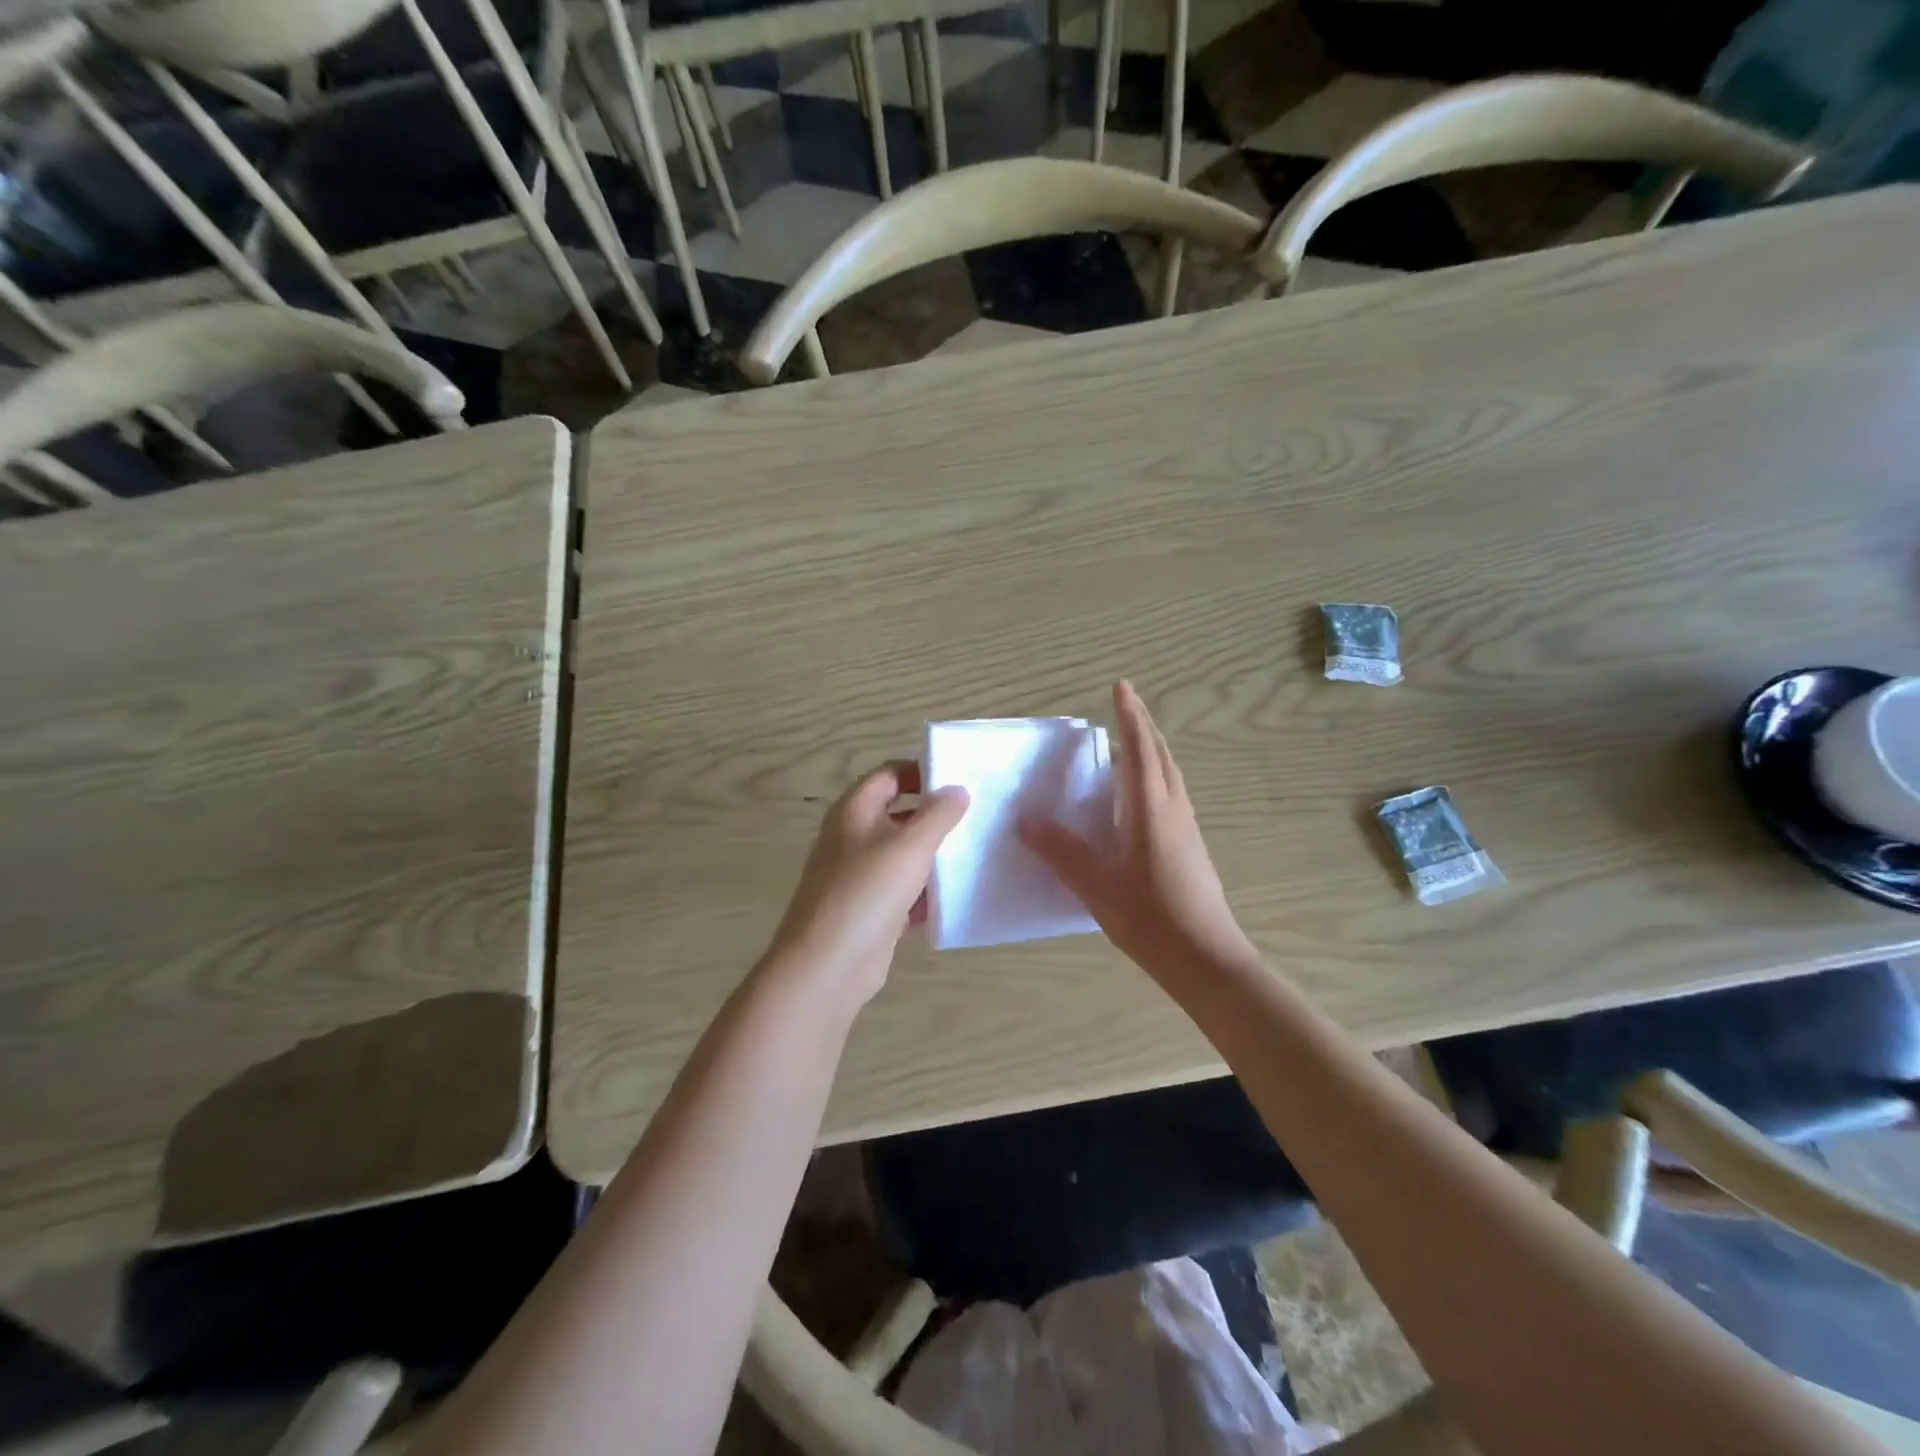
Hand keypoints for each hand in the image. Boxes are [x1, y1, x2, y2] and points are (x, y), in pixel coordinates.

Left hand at [761, 762, 968, 1008]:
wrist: (829, 965)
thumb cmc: (868, 892)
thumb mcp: (911, 845)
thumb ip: (938, 814)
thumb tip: (957, 789)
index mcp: (854, 811)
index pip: (889, 775)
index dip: (921, 772)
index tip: (959, 782)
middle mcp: (853, 838)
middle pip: (898, 815)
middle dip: (934, 816)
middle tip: (975, 819)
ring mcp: (859, 876)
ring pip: (902, 856)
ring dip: (933, 857)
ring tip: (975, 855)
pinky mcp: (869, 911)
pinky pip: (903, 893)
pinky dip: (925, 894)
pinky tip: (956, 899)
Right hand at [1020, 681, 1255, 981]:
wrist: (1207, 959)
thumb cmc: (1151, 919)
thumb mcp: (1097, 886)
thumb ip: (1062, 852)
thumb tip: (1027, 821)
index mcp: (1151, 810)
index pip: (1139, 750)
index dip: (1129, 717)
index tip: (1121, 686)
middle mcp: (1173, 810)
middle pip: (1161, 755)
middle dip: (1143, 725)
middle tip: (1125, 704)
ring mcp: (1186, 828)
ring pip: (1170, 774)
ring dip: (1151, 750)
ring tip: (1130, 742)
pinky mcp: (1190, 846)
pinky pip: (1171, 794)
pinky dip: (1155, 776)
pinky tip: (1139, 796)